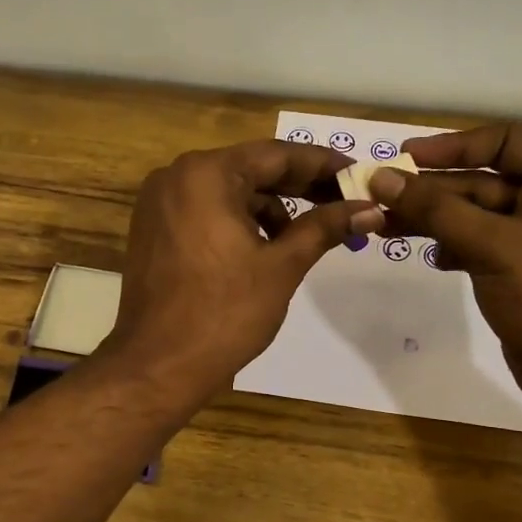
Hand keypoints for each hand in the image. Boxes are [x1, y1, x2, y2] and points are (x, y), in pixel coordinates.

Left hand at [106, 140, 384, 397]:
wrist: (159, 365)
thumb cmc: (224, 314)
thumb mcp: (281, 266)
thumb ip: (324, 227)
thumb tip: (369, 208)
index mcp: (206, 174)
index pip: (276, 155)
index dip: (322, 164)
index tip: (357, 175)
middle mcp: (176, 177)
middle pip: (250, 170)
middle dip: (298, 187)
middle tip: (343, 200)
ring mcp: (158, 204)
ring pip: (226, 192)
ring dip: (268, 208)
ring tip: (304, 236)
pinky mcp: (152, 230)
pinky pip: (204, 212)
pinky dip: (237, 222)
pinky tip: (263, 248)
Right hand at [367, 124, 521, 408]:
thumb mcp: (493, 245)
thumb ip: (436, 210)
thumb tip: (381, 179)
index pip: (504, 142)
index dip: (453, 146)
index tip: (405, 157)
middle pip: (480, 180)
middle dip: (430, 190)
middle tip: (378, 197)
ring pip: (470, 214)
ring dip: (430, 219)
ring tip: (384, 227)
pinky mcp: (512, 268)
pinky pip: (472, 243)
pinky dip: (449, 246)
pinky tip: (433, 258)